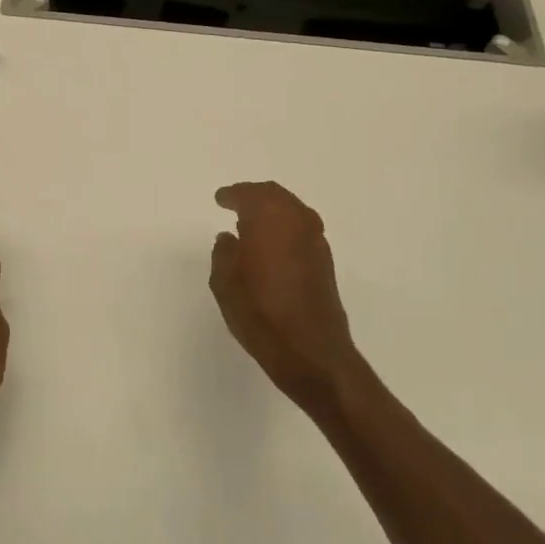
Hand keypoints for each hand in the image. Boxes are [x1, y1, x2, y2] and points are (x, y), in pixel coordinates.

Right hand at [210, 182, 366, 414]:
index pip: (247, 195)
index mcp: (267, 217)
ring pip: (291, 210)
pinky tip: (273, 243)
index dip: (231, 195)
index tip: (220, 199)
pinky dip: (285, 227)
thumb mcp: (225, 282)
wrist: (310, 349)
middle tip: (236, 202)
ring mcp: (315, 239)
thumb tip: (230, 238)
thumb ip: (224, 253)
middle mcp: (296, 220)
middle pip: (274, 195)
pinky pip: (301, 228)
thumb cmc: (259, 312)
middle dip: (254, 195)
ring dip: (272, 210)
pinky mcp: (324, 259)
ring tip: (252, 222)